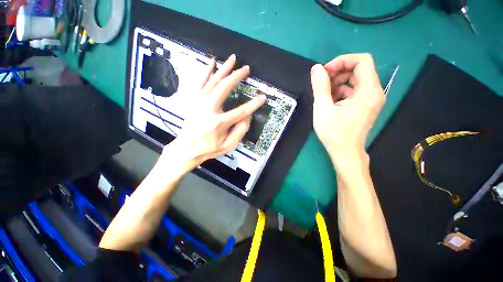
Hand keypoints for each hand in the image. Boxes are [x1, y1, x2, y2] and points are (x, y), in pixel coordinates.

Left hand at [164, 54, 265, 171]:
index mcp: (219, 123)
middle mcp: (208, 109)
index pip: (240, 111)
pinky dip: (206, 70)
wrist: (186, 148)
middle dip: (237, 76)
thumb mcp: (228, 146)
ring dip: (224, 69)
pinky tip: (212, 62)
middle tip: (246, 69)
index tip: (262, 97)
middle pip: (224, 88)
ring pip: (213, 81)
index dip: (253, 104)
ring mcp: (199, 102)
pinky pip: (200, 81)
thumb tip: (247, 116)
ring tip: (233, 59)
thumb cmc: (209, 148)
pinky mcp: (194, 100)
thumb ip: (240, 131)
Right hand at [310, 53, 384, 163]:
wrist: (345, 152)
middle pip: (359, 69)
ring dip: (338, 83)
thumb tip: (316, 68)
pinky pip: (355, 90)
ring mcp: (371, 99)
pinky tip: (330, 102)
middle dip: (338, 72)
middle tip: (322, 83)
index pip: (362, 60)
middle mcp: (375, 92)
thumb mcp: (323, 109)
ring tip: (324, 95)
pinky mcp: (366, 105)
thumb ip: (320, 87)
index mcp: (368, 91)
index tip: (325, 72)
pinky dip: (342, 91)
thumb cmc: (334, 133)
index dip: (342, 61)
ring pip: (356, 79)